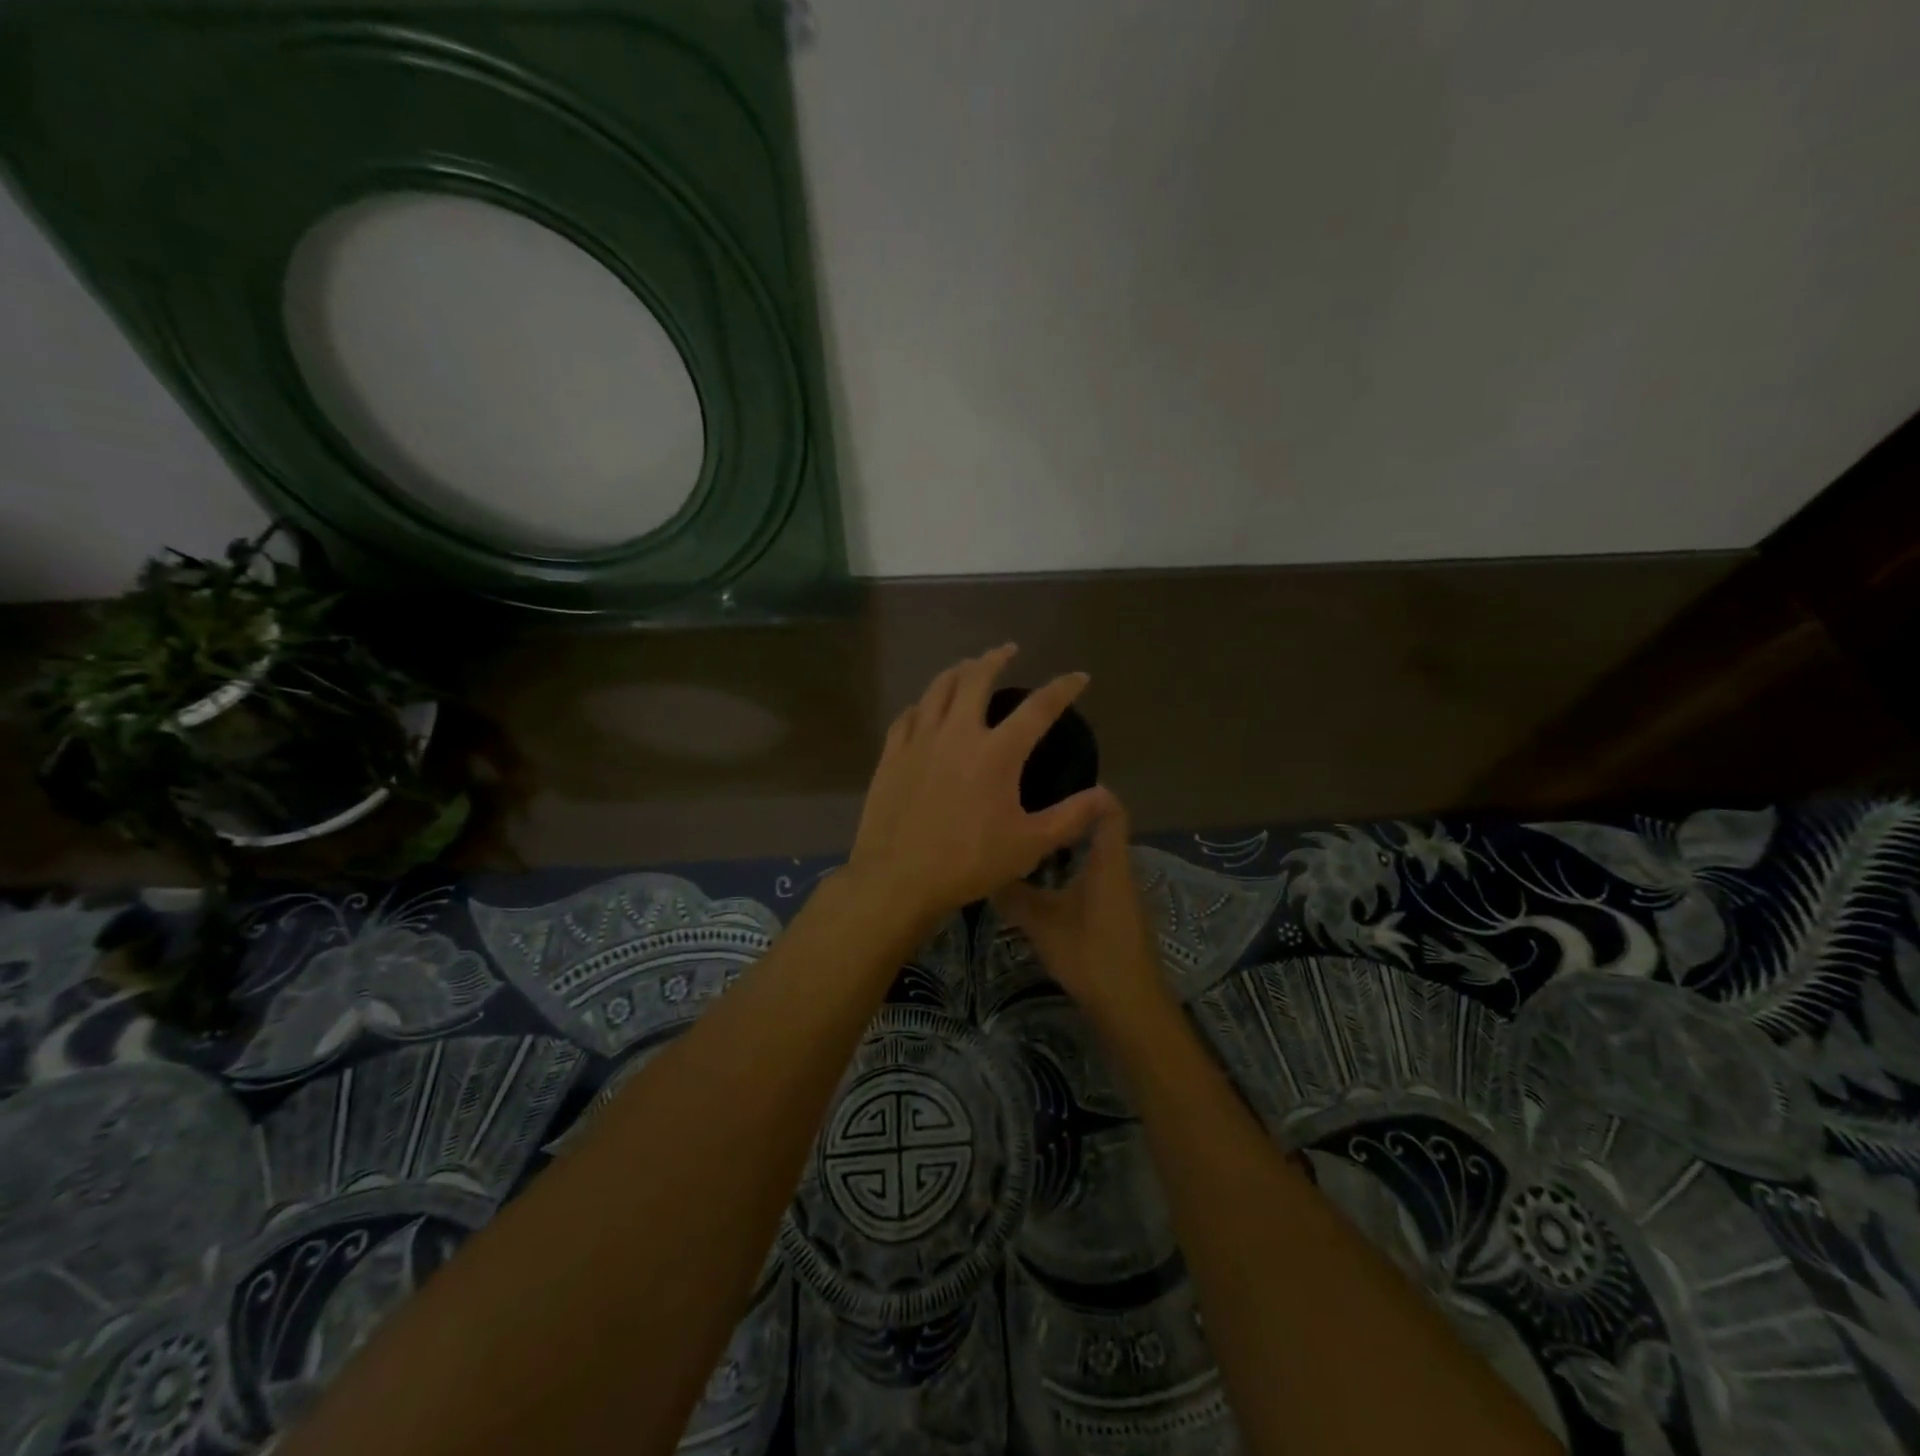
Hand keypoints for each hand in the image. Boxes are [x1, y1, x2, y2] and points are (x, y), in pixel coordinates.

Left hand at [847, 645, 1112, 929]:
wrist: (898, 878)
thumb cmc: (968, 863)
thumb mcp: (1029, 845)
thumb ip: (1070, 817)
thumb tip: (1106, 795)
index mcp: (997, 752)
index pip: (1038, 707)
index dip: (1062, 688)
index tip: (1078, 677)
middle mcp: (958, 733)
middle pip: (976, 679)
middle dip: (995, 659)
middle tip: (1008, 650)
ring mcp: (920, 741)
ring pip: (938, 689)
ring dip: (957, 672)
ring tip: (967, 667)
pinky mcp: (892, 755)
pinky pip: (907, 716)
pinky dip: (922, 704)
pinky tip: (923, 707)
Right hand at [992, 794, 1166, 1017]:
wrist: (1131, 1007)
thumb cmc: (1090, 954)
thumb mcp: (1041, 923)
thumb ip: (1013, 894)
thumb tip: (982, 869)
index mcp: (1108, 860)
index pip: (1109, 808)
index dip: (1088, 789)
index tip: (1052, 775)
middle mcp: (1119, 867)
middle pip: (1099, 827)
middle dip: (1066, 813)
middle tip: (1027, 804)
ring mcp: (1119, 891)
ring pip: (1094, 853)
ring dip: (1066, 842)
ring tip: (1028, 833)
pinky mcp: (1115, 912)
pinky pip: (1093, 874)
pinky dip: (1070, 866)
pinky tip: (1042, 876)